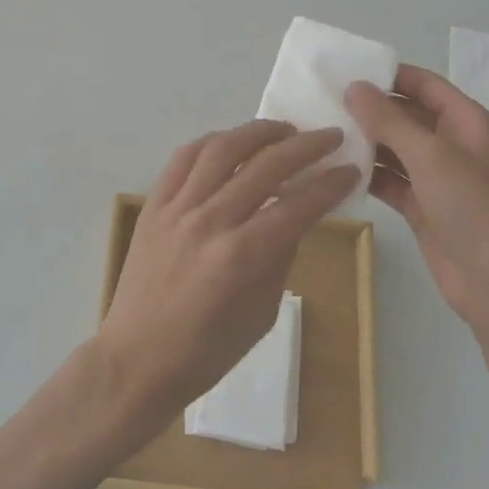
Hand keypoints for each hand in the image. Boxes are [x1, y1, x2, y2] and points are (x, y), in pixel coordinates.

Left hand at [96, 121, 358, 422]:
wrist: (137, 358)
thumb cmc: (207, 351)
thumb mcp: (262, 313)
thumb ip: (280, 257)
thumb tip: (295, 216)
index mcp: (243, 255)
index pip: (298, 205)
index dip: (330, 184)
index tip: (351, 169)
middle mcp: (211, 220)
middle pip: (266, 165)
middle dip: (306, 146)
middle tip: (330, 137)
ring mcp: (178, 208)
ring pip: (222, 149)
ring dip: (258, 132)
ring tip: (283, 130)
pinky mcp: (154, 204)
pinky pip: (183, 158)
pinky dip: (212, 142)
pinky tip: (231, 142)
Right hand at [346, 66, 488, 341]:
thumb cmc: (473, 208)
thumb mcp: (430, 156)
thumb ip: (389, 120)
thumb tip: (354, 87)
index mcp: (465, 122)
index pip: (423, 84)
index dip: (388, 74)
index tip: (343, 70)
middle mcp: (451, 144)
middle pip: (405, 115)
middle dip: (369, 109)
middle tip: (321, 103)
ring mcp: (436, 177)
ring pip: (394, 148)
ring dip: (364, 142)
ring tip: (321, 133)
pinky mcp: (422, 206)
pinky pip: (389, 180)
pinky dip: (367, 174)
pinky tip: (335, 169)